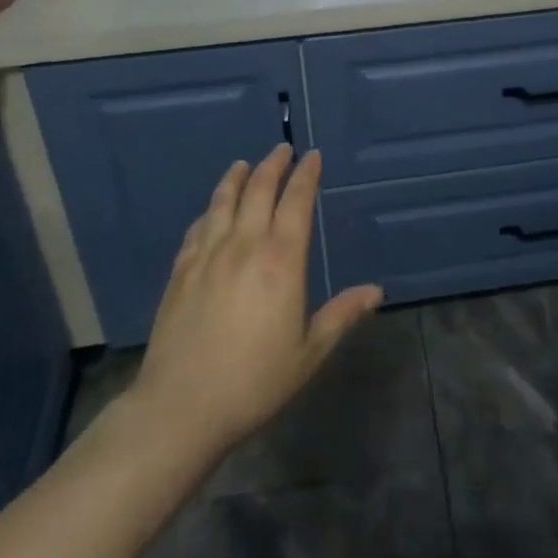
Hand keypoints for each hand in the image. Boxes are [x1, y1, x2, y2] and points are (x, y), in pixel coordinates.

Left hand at [128, 144, 382, 458]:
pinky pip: (198, 227)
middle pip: (259, 190)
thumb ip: (341, 316)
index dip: (306, 175)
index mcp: (281, 260)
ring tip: (244, 164)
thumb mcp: (308, 353)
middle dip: (274, 165)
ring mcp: (208, 254)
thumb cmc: (254, 382)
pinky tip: (212, 210)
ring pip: (224, 200)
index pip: (297, 201)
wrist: (181, 408)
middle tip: (283, 149)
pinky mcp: (181, 270)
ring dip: (237, 177)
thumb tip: (376, 291)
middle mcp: (245, 245)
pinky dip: (210, 209)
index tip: (313, 156)